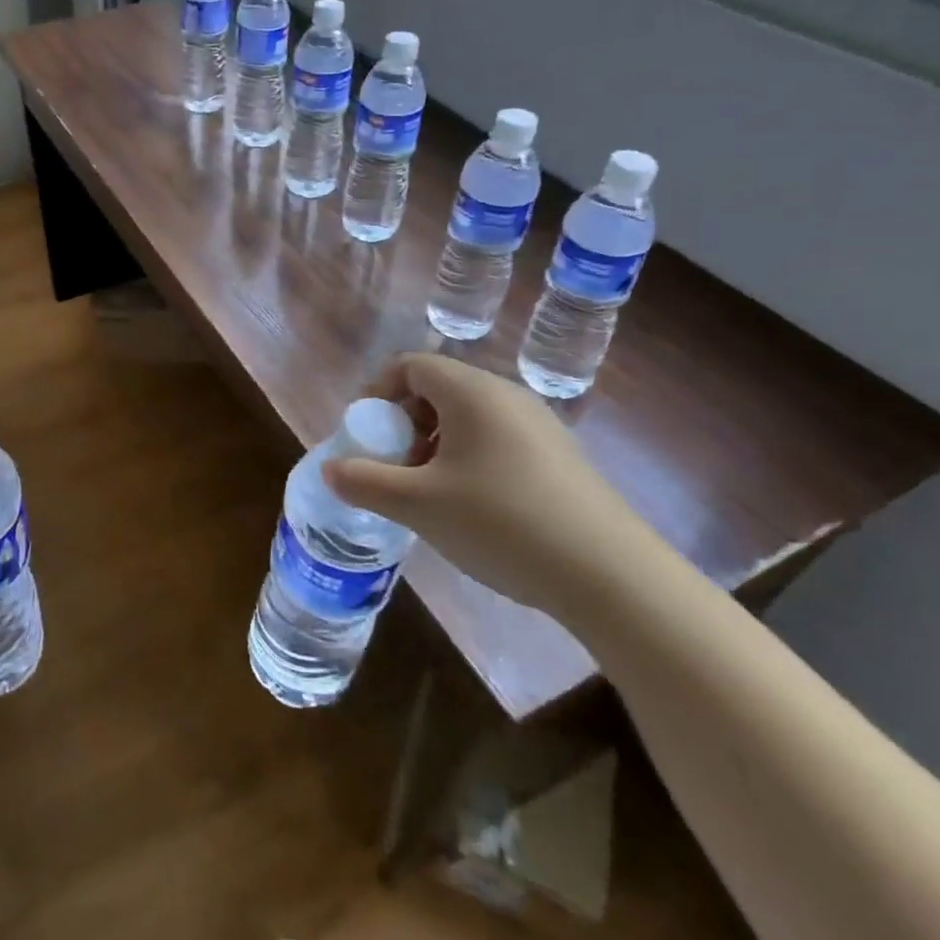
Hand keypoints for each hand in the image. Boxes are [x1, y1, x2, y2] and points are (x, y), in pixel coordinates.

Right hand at [322, 353, 672, 622]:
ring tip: (428, 493)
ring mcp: (539, 426)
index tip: (365, 433)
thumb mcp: (418, 505)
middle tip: (393, 467)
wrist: (610, 575)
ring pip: (469, 418)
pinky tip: (472, 508)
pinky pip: (497, 440)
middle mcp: (507, 396)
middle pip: (439, 389)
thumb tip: (330, 469)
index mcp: (472, 393)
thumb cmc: (501, 523)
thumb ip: (365, 481)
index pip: (411, 365)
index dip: (378, 392)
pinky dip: (468, 459)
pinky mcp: (560, 458)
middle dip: (404, 423)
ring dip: (435, 445)